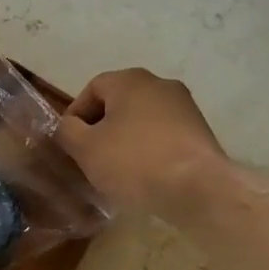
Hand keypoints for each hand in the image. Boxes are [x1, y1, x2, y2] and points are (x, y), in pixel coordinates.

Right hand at [57, 68, 229, 217]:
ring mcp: (185, 107)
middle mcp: (160, 84)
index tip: (70, 143)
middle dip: (101, 128)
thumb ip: (67, 131)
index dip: (75, 115)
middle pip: (118, 103)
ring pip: (142, 119)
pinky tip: (145, 175)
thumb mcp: (86, 149)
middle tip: (90, 157)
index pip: (91, 89)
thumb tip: (68, 126)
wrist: (199, 189)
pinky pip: (163, 135)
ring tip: (117, 170)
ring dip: (125, 139)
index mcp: (130, 80)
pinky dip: (149, 149)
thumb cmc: (134, 162)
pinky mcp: (200, 131)